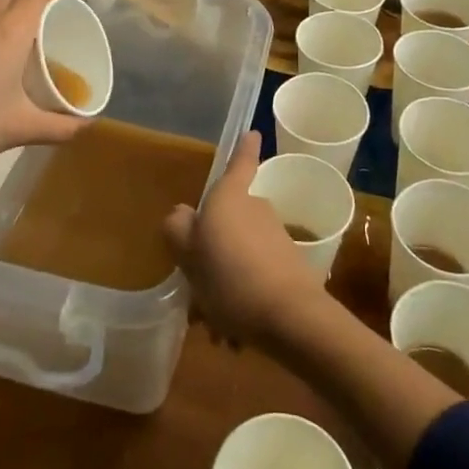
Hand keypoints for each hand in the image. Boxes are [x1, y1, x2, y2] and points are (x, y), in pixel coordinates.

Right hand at [162, 132, 325, 352]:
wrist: (290, 317)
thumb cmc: (230, 277)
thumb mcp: (189, 255)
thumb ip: (178, 229)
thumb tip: (183, 215)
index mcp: (230, 198)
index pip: (239, 163)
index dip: (244, 148)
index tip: (253, 133)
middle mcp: (255, 209)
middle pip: (229, 220)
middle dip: (212, 250)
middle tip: (197, 286)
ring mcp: (274, 238)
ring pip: (239, 255)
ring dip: (224, 283)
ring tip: (213, 324)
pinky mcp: (289, 267)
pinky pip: (254, 278)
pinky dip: (241, 299)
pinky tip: (233, 335)